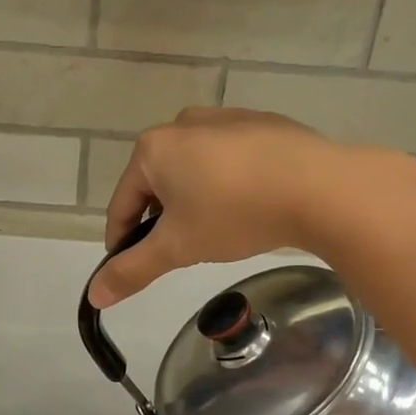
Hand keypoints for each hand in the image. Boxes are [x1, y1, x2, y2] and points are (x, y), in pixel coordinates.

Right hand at [88, 108, 415, 307]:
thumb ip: (133, 270)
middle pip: (158, 184)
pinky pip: (229, 159)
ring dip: (194, 201)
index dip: (121, 241)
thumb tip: (94, 295)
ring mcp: (225, 119)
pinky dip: (227, 184)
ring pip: (194, 170)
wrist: (320, 187)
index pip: (122, 203)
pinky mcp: (262, 124)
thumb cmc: (234, 213)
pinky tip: (248, 206)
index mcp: (153, 149)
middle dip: (162, 219)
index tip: (131, 267)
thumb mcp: (178, 247)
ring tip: (216, 231)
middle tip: (180, 252)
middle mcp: (183, 124)